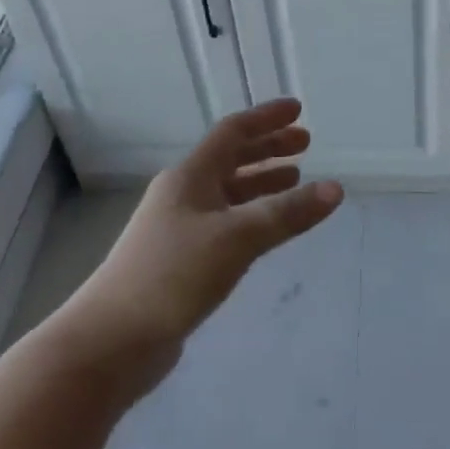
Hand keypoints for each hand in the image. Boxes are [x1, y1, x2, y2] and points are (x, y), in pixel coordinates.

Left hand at [64, 100, 344, 369]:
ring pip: (228, 194)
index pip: (233, 133)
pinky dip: (250, 216)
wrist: (113, 338)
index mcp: (189, 177)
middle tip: (306, 145)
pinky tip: (265, 230)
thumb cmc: (173, 275)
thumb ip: (286, 214)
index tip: (299, 110)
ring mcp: (178, 228)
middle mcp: (182, 195)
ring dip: (261, 183)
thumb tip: (335, 189)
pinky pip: (224, 223)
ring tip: (295, 181)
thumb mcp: (236, 238)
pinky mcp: (180, 260)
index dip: (266, 118)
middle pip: (230, 160)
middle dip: (268, 149)